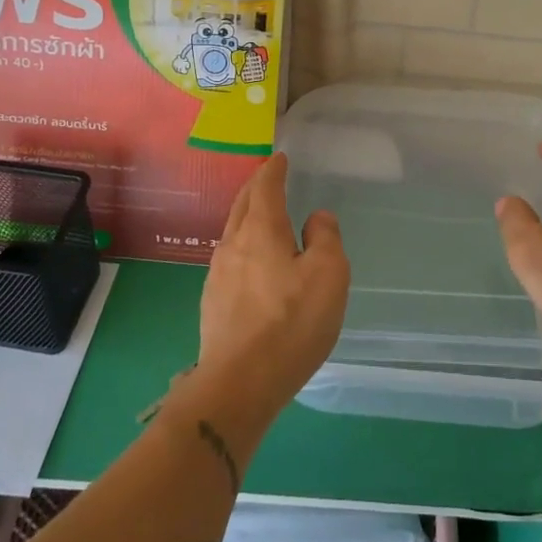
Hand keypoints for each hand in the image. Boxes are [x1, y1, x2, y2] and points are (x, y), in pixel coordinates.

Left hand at [197, 153, 348, 420]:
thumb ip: (325, 238)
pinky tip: (251, 262)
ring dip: (247, 217)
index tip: (279, 158)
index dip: (273, 170)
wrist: (240, 382)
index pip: (265, 187)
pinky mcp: (212, 302)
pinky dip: (244, 246)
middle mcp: (233, 245)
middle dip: (255, 187)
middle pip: (242, 205)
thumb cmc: (291, 322)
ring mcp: (218, 275)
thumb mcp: (328, 275)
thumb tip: (317, 217)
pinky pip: (230, 259)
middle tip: (268, 178)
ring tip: (261, 217)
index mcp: (262, 230)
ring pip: (233, 232)